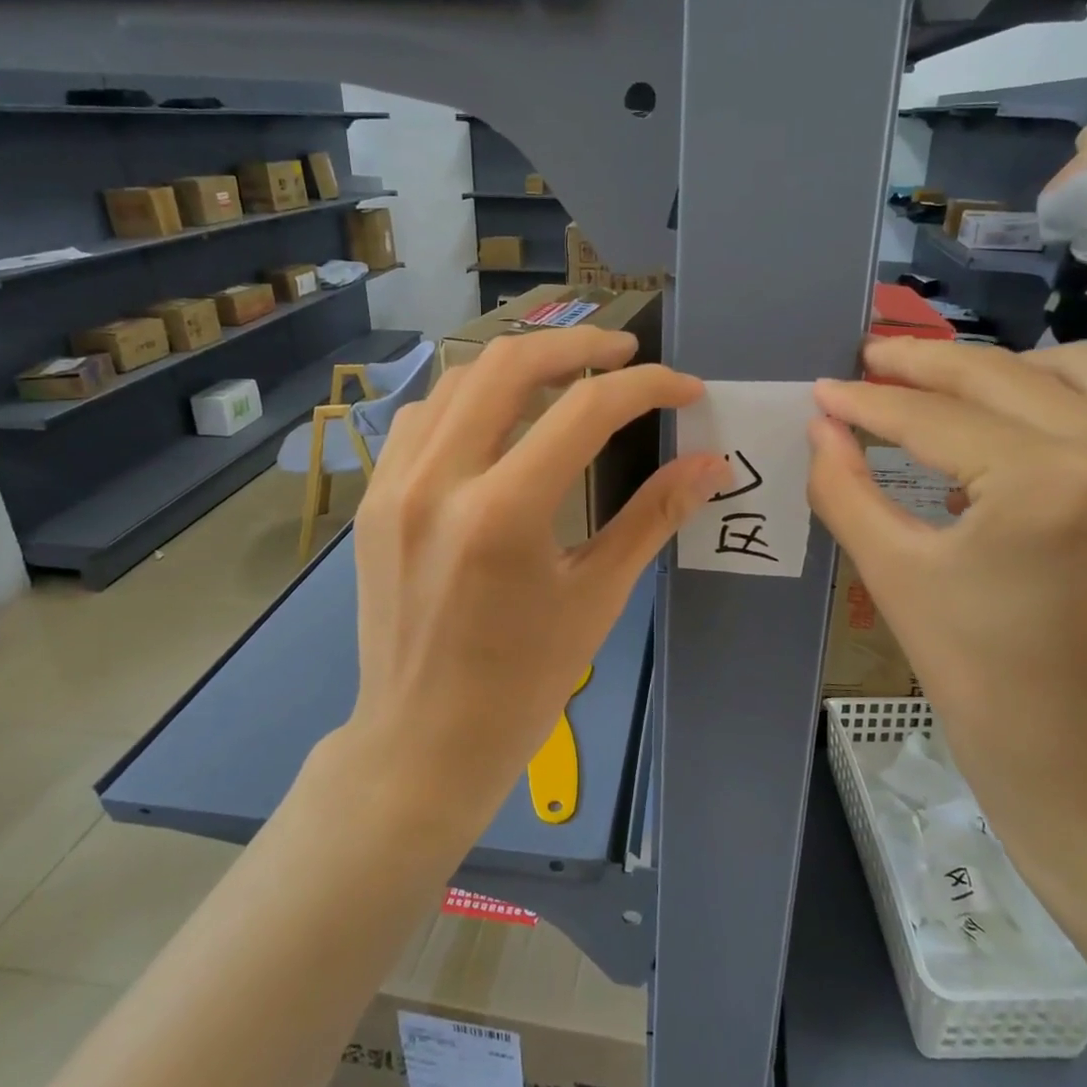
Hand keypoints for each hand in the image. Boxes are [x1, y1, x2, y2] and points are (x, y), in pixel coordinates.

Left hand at [335, 327, 728, 834]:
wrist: (422, 741)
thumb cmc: (522, 684)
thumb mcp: (597, 597)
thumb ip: (654, 518)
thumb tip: (711, 465)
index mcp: (502, 514)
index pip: (585, 411)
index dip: (647, 387)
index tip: (684, 389)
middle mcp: (437, 481)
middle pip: (510, 365)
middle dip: (579, 345)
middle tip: (625, 353)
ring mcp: (394, 485)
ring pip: (458, 379)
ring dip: (521, 366)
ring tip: (568, 379)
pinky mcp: (374, 498)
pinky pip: (423, 417)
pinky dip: (469, 400)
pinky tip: (500, 422)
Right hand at [807, 338, 1086, 927]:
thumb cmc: (987, 686)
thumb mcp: (897, 579)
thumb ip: (845, 489)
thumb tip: (820, 427)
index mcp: (1053, 483)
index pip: (936, 418)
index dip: (868, 403)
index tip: (822, 389)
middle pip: (1004, 376)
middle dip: (924, 366)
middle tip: (869, 364)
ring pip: (1077, 374)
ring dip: (1002, 373)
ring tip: (946, 395)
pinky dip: (1058, 407)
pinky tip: (1016, 441)